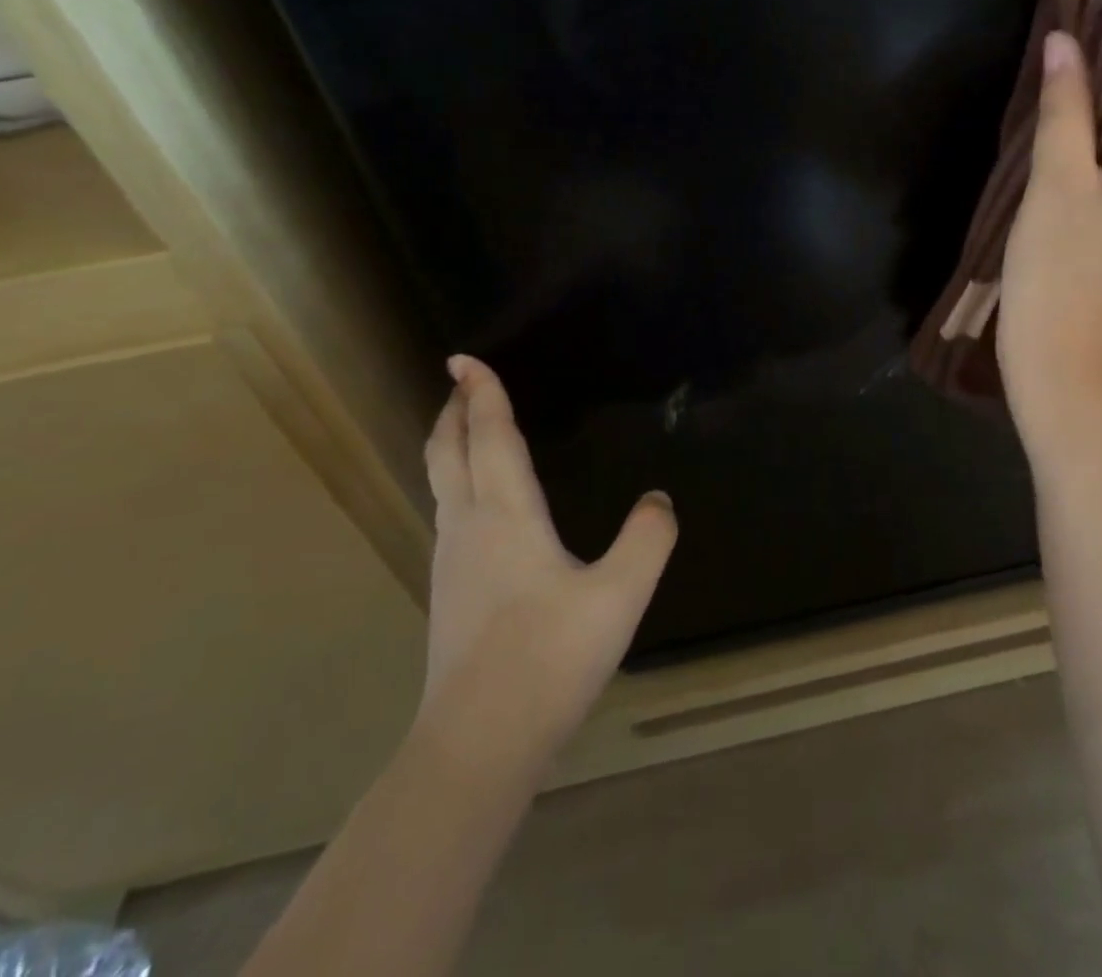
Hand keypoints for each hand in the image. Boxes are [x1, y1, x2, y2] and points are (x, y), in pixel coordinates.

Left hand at [417, 355, 675, 770]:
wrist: (478, 743)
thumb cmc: (549, 657)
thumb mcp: (620, 594)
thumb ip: (648, 539)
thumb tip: (659, 502)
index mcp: (506, 514)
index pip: (490, 436)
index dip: (482, 393)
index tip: (465, 358)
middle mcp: (469, 526)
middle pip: (448, 453)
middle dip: (454, 412)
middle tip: (459, 383)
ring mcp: (451, 561)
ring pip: (442, 484)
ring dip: (452, 445)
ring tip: (469, 430)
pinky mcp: (449, 592)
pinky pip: (448, 513)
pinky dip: (457, 482)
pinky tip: (478, 504)